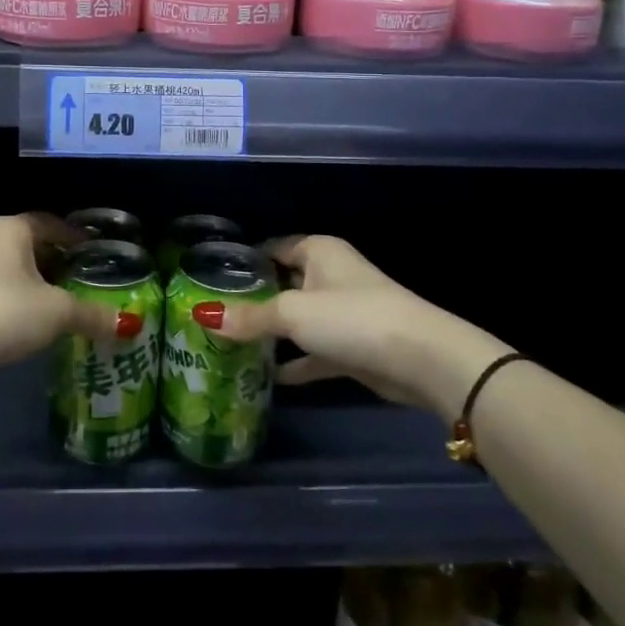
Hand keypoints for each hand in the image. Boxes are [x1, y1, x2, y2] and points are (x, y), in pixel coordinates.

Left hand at [0, 214, 120, 370]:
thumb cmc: (6, 310)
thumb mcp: (58, 312)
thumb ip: (93, 316)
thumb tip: (129, 327)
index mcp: (14, 229)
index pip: (51, 222)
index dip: (75, 236)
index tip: (94, 251)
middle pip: (33, 244)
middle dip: (58, 261)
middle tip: (83, 279)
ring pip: (15, 267)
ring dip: (38, 282)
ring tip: (62, 302)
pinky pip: (0, 287)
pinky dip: (20, 298)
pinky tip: (32, 320)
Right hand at [197, 235, 509, 418]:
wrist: (422, 360)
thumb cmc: (352, 318)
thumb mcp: (293, 313)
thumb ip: (250, 317)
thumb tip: (202, 315)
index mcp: (318, 252)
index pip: (272, 248)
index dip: (243, 262)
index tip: (209, 279)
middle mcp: (330, 276)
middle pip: (282, 283)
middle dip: (252, 300)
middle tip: (212, 316)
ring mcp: (342, 313)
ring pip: (298, 319)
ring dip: (273, 333)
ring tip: (230, 345)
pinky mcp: (352, 347)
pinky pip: (314, 351)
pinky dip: (295, 362)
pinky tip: (268, 377)